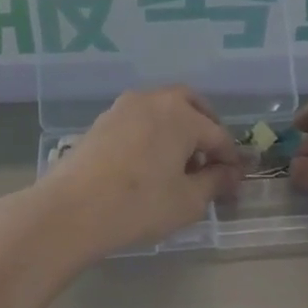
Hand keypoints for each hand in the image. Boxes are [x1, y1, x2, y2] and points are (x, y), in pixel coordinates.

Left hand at [34, 86, 243, 261]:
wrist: (72, 209)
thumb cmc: (139, 204)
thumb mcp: (188, 201)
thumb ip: (215, 182)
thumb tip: (231, 173)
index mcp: (182, 114)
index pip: (218, 135)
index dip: (231, 160)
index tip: (235, 182)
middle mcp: (154, 99)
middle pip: (191, 105)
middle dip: (206, 129)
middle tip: (210, 160)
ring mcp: (124, 106)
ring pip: (163, 109)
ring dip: (178, 129)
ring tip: (179, 164)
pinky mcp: (103, 120)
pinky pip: (140, 119)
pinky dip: (153, 133)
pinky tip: (149, 163)